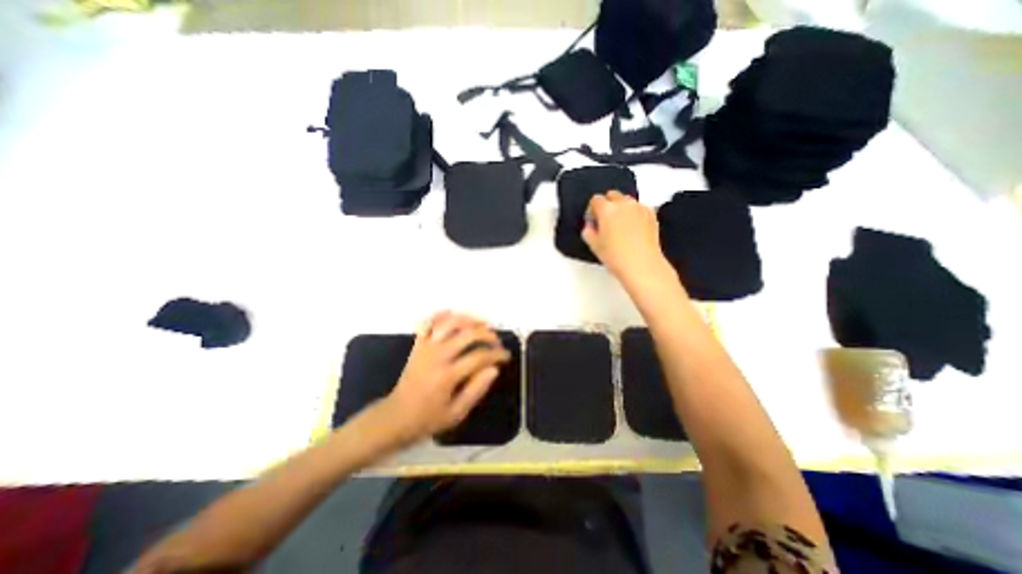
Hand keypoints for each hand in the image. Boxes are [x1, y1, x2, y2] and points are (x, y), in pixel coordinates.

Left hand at [382, 315, 510, 442]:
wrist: (395, 417)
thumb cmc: (428, 419)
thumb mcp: (456, 413)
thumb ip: (477, 390)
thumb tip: (494, 369)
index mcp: (448, 375)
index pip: (479, 356)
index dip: (497, 354)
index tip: (506, 356)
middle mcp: (438, 355)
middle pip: (468, 333)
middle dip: (488, 334)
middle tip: (496, 341)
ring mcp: (426, 347)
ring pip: (450, 322)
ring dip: (468, 320)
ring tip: (481, 324)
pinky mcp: (418, 344)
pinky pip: (429, 322)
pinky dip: (441, 315)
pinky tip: (453, 315)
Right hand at [582, 188, 671, 283]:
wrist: (642, 264)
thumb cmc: (616, 256)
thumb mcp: (594, 246)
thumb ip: (588, 232)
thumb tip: (590, 227)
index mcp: (606, 209)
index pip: (595, 200)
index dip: (592, 210)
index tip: (592, 221)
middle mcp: (623, 204)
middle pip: (612, 195)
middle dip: (607, 204)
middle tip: (605, 221)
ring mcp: (639, 207)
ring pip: (627, 200)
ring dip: (621, 207)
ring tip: (619, 224)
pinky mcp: (651, 214)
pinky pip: (639, 207)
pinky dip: (634, 212)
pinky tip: (632, 228)